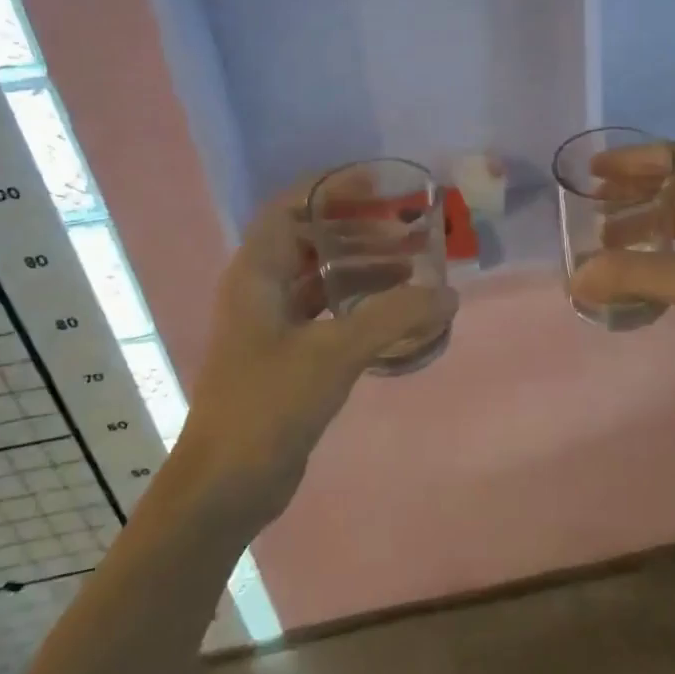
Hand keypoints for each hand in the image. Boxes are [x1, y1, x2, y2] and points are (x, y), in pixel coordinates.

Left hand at [172, 185, 456, 524]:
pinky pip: (328, 315)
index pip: (291, 208)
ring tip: (413, 270)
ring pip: (322, 280)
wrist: (225, 486)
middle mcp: (261, 291)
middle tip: (409, 233)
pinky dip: (360, 307)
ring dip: (364, 270)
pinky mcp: (288, 358)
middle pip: (312, 241)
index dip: (332, 190)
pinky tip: (397, 316)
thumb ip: (393, 318)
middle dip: (359, 231)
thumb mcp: (333, 353)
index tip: (380, 186)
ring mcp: (273, 327)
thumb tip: (448, 295)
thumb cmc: (267, 405)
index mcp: (257, 274)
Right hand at [569, 143, 674, 381]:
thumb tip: (576, 277)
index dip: (629, 160)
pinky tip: (650, 269)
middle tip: (595, 212)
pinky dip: (669, 249)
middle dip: (634, 195)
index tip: (592, 173)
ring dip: (649, 225)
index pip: (673, 156)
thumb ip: (632, 274)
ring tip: (611, 247)